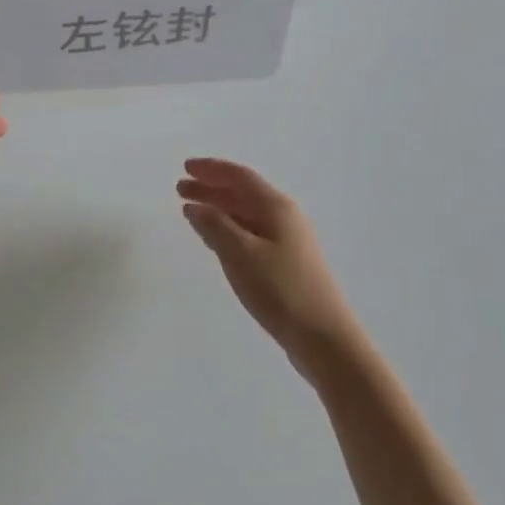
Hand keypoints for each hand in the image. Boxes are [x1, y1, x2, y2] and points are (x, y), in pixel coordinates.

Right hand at [178, 158, 369, 384]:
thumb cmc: (280, 290)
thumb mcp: (240, 254)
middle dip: (211, 188)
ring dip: (218, 208)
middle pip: (242, 193)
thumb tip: (195, 206)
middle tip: (181, 188)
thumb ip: (214, 226)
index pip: (240, 177)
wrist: (323, 337)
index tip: (185, 166)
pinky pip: (250, 233)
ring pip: (245, 214)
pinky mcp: (285, 263)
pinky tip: (215, 238)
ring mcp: (287, 241)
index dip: (211, 169)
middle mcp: (284, 218)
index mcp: (276, 208)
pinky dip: (228, 228)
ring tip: (190, 209)